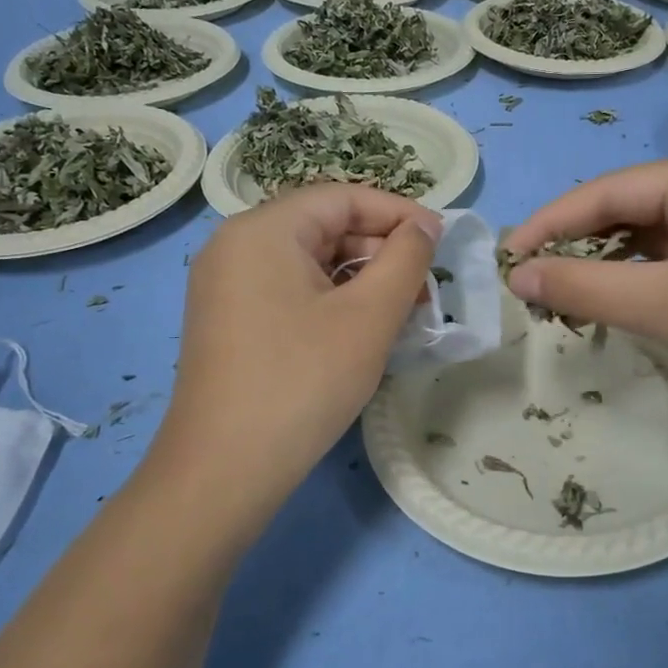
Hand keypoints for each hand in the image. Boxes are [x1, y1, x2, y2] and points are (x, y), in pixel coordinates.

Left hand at [154, 185, 440, 513]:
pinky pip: (291, 290)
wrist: (225, 469)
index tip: (442, 240)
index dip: (399, 212)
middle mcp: (236, 246)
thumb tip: (423, 226)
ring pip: (310, 262)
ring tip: (405, 312)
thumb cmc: (304, 381)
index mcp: (263, 230)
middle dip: (382, 251)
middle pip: (325, 226)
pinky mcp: (229, 320)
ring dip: (362, 279)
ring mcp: (227, 285)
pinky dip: (333, 300)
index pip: (343, 197)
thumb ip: (406, 258)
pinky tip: (365, 330)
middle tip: (426, 287)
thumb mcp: (369, 315)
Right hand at [503, 155, 667, 427]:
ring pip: (653, 234)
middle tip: (535, 283)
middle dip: (579, 245)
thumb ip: (583, 287)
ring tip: (568, 297)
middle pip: (629, 208)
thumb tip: (519, 276)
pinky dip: (643, 276)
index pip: (607, 191)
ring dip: (609, 264)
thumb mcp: (663, 305)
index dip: (551, 223)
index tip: (509, 259)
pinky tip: (621, 300)